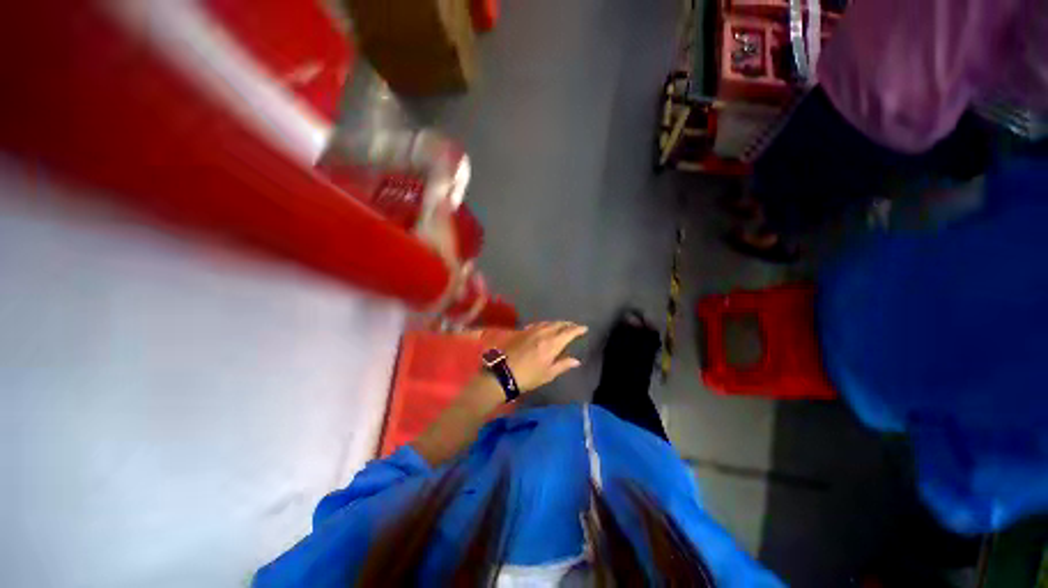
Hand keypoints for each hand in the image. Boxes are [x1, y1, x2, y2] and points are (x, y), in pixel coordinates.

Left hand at [501, 321, 587, 392]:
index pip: (568, 332)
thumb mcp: (548, 374)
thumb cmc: (529, 376)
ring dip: (557, 323)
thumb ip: (563, 364)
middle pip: (558, 324)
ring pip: (548, 323)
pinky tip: (545, 327)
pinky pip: (538, 324)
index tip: (584, 328)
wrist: (503, 372)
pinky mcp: (523, 331)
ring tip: (562, 326)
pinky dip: (545, 324)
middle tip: (574, 326)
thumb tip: (576, 360)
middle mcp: (543, 333)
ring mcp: (532, 331)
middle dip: (568, 324)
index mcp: (552, 343)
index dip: (578, 329)